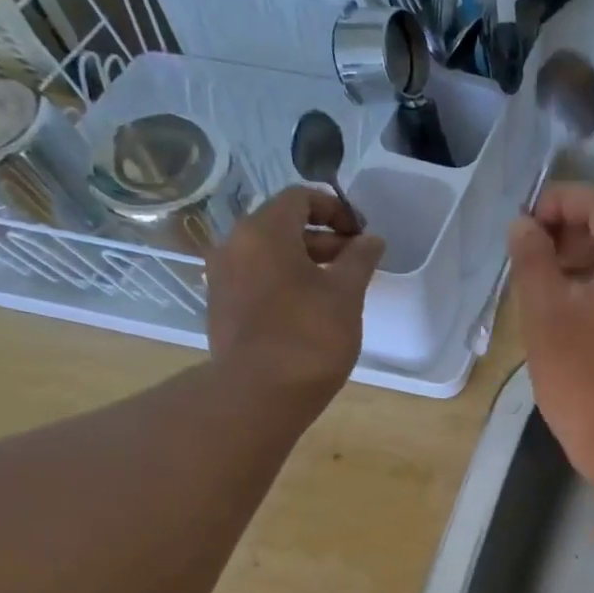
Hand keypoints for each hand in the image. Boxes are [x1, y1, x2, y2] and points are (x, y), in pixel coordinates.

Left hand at [205, 186, 384, 410]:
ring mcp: (222, 277)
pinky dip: (284, 281)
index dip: (336, 209)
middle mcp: (234, 245)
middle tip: (356, 263)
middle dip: (323, 238)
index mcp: (264, 231)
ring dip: (305, 261)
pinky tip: (310, 309)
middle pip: (283, 225)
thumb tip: (372, 239)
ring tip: (338, 289)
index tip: (361, 235)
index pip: (300, 198)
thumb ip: (360, 259)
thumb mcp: (346, 294)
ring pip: (269, 254)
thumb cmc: (310, 336)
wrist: (259, 394)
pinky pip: (257, 278)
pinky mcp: (221, 306)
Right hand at [509, 183, 593, 483]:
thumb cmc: (587, 383)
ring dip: (590, 268)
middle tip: (532, 266)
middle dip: (571, 238)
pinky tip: (582, 320)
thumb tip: (525, 226)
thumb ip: (532, 259)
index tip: (523, 230)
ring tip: (551, 295)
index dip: (555, 204)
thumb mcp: (546, 316)